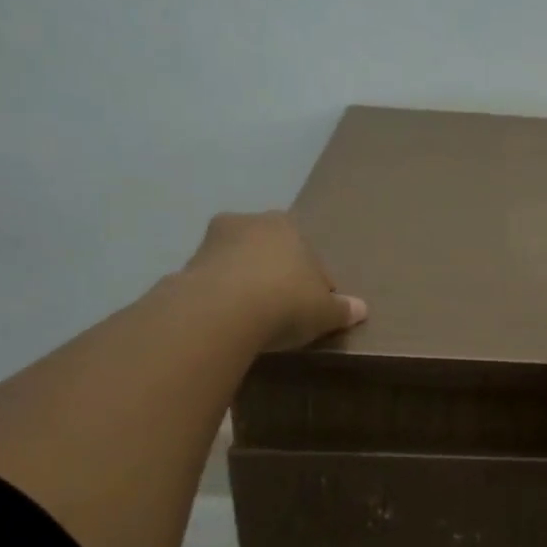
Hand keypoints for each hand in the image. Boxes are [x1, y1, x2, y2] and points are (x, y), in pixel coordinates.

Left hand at [187, 211, 367, 350]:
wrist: (222, 312)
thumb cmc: (285, 302)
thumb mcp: (325, 311)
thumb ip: (342, 309)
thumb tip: (361, 309)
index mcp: (286, 224)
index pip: (308, 255)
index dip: (314, 284)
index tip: (313, 310)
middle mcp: (248, 222)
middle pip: (270, 254)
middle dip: (277, 276)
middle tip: (285, 313)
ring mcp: (212, 242)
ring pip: (239, 265)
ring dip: (247, 287)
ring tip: (256, 322)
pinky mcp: (186, 267)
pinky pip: (214, 284)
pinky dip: (223, 300)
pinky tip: (231, 324)